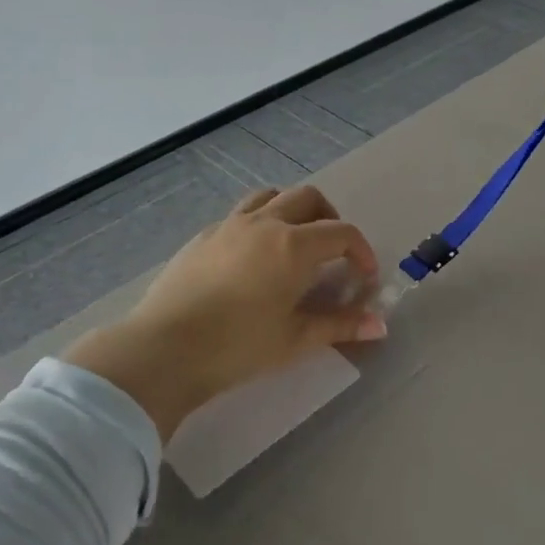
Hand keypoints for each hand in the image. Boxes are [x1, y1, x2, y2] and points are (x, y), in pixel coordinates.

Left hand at [63, 185, 385, 439]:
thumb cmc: (237, 346)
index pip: (342, 233)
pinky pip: (241, 214)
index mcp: (294, 246)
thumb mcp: (295, 338)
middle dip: (330, 217)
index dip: (362, 251)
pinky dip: (260, 222)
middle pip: (308, 198)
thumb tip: (380, 325)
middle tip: (333, 251)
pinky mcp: (203, 236)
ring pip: (271, 195)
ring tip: (294, 240)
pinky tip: (252, 257)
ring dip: (292, 209)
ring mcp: (230, 225)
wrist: (163, 349)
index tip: (365, 276)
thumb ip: (340, 325)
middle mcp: (265, 224)